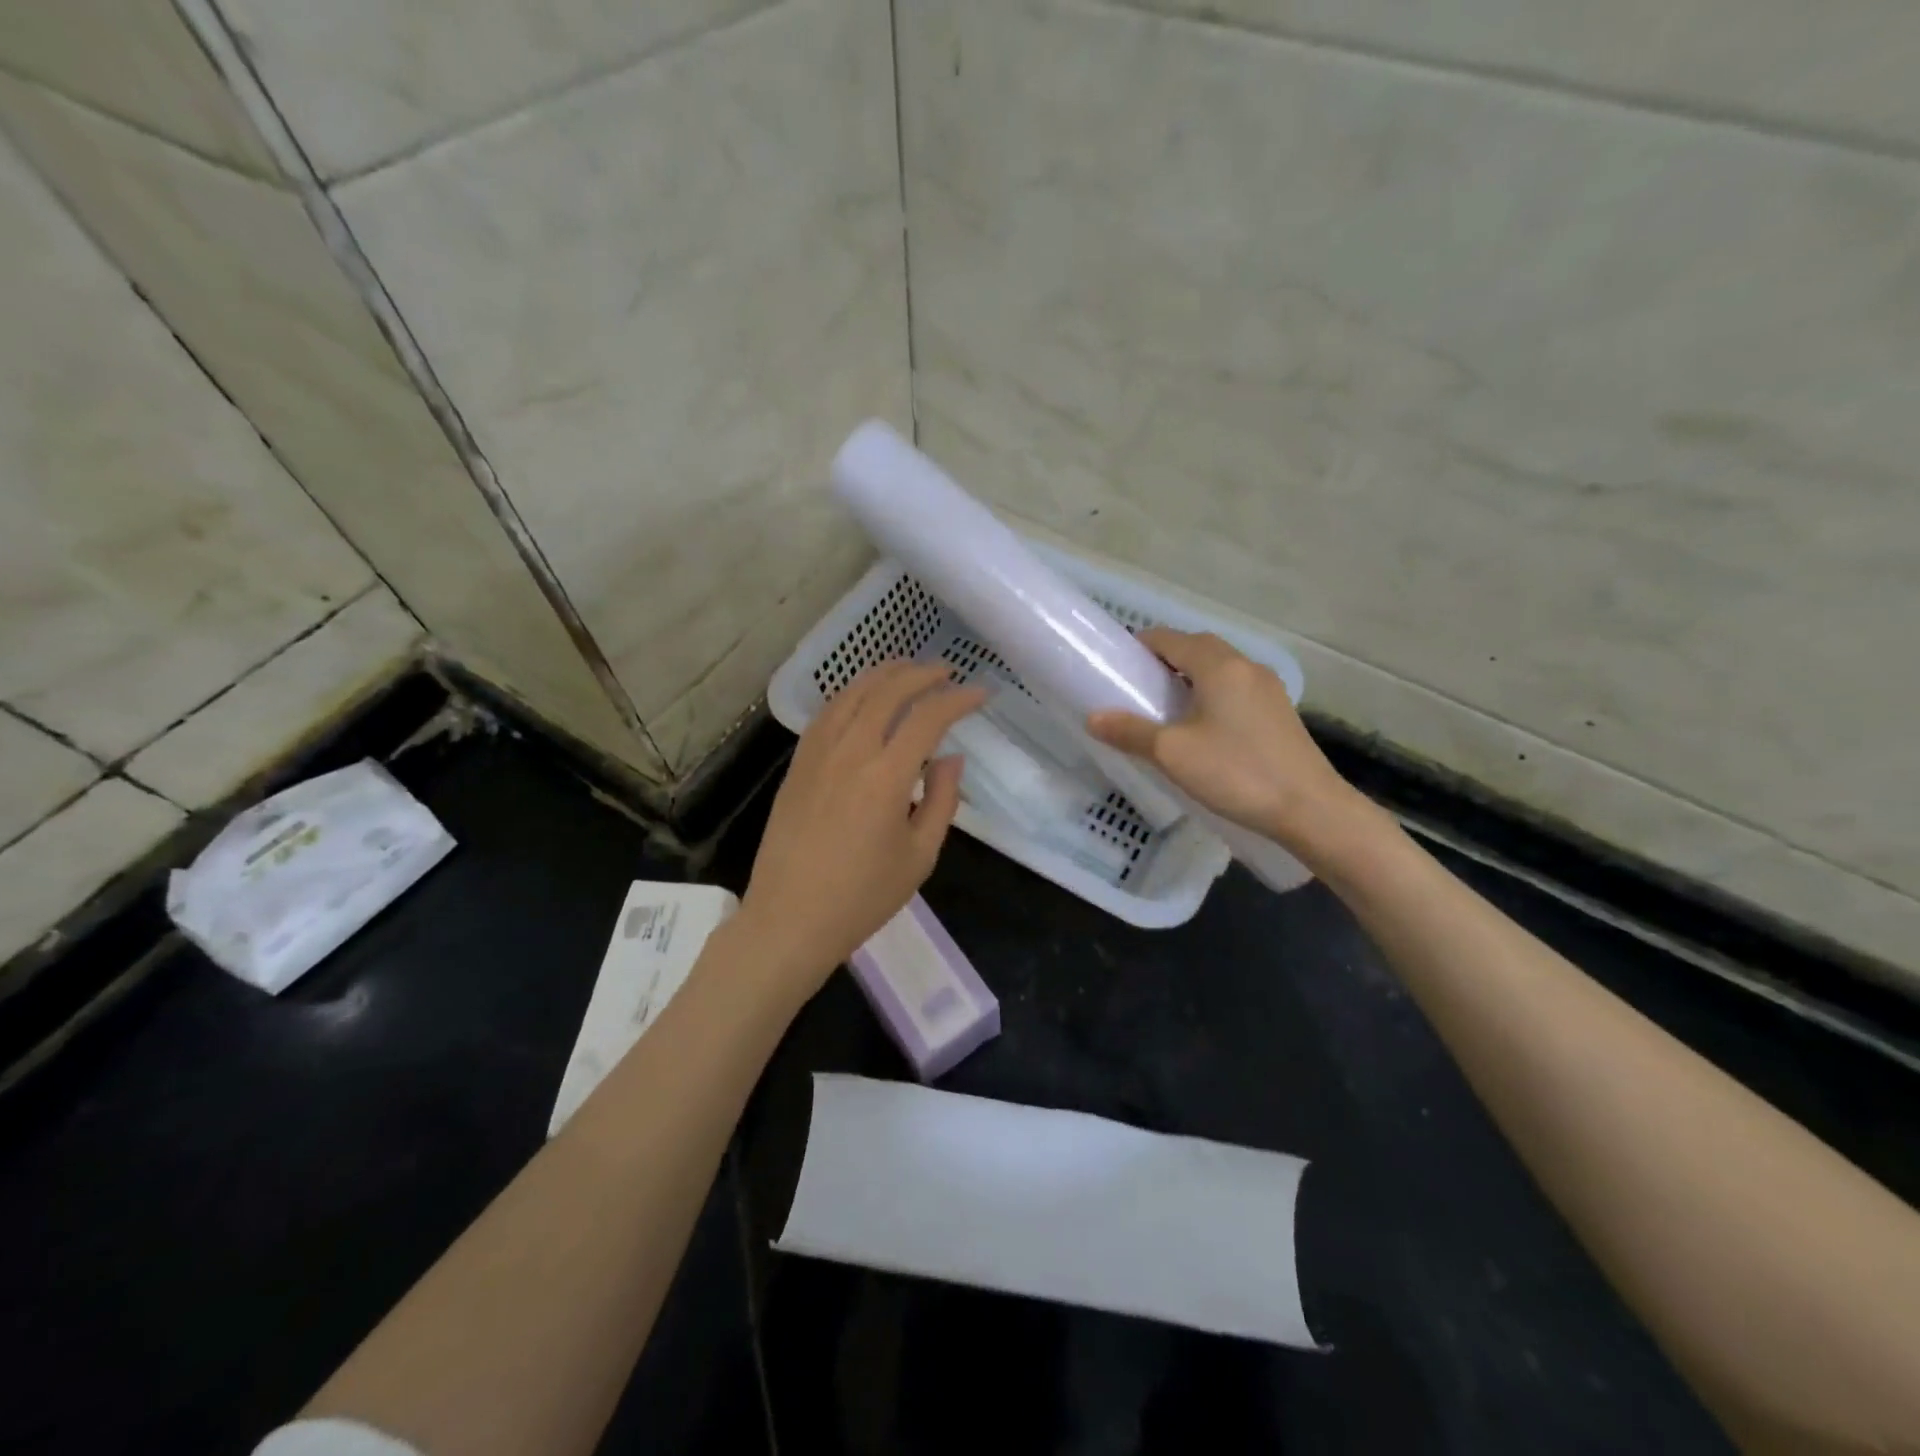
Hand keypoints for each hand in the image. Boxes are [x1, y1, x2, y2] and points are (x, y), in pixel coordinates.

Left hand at [736, 661, 986, 1003]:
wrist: (790, 919)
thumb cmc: (863, 897)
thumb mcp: (920, 856)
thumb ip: (942, 799)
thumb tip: (950, 757)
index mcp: (886, 777)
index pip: (928, 717)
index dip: (958, 699)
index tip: (981, 692)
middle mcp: (850, 752)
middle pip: (887, 691)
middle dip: (922, 674)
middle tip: (947, 671)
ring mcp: (817, 754)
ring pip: (852, 694)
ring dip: (884, 674)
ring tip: (908, 668)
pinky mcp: (798, 765)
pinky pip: (827, 713)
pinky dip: (851, 694)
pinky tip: (863, 697)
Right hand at [1086, 629, 1368, 857]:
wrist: (1310, 809)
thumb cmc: (1236, 772)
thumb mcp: (1172, 753)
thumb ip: (1130, 731)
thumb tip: (1093, 717)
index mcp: (1219, 665)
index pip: (1169, 638)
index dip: (1139, 647)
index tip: (1116, 669)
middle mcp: (1246, 666)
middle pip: (1197, 648)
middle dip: (1163, 661)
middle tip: (1136, 691)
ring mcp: (1268, 689)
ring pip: (1219, 669)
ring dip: (1189, 678)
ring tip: (1164, 710)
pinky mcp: (1279, 712)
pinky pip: (1235, 689)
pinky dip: (1211, 695)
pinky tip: (1201, 728)